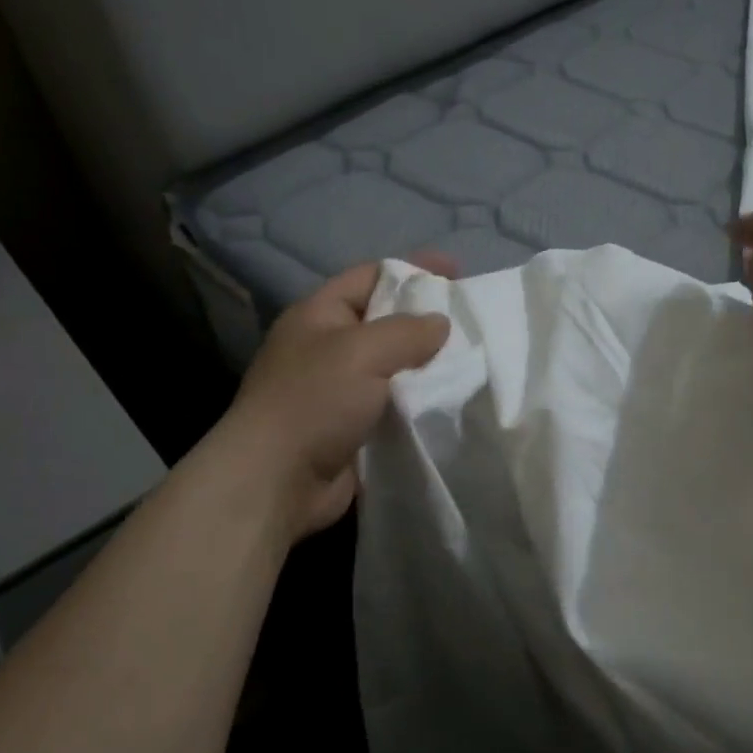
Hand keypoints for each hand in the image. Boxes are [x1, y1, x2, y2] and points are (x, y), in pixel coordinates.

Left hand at [217, 255, 455, 541]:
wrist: (277, 482)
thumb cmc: (313, 402)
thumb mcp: (361, 352)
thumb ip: (407, 331)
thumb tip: (441, 324)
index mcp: (320, 316)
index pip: (371, 276)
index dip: (413, 270)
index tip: (457, 272)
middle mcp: (329, 348)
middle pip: (387, 322)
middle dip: (428, 319)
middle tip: (474, 321)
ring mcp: (341, 391)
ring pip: (396, 367)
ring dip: (430, 366)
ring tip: (475, 362)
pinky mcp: (356, 428)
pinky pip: (397, 405)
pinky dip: (423, 403)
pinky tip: (454, 402)